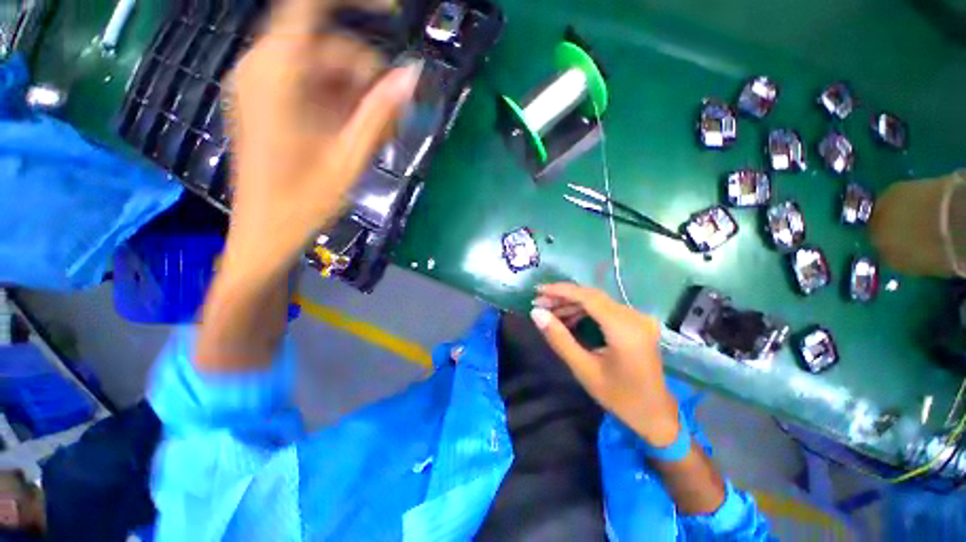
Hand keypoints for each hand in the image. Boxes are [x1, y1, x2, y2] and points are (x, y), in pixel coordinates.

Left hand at [195, 0, 418, 371]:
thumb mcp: (350, 157)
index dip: (355, 1)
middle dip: (365, 74)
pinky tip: (353, 130)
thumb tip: (413, 76)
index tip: (393, 13)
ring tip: (377, 132)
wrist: (265, 231)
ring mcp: (260, 85)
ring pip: (319, 67)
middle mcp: (261, 68)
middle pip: (325, 46)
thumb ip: (381, 113)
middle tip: (394, 116)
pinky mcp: (264, 102)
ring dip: (354, 93)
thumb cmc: (305, 201)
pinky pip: (307, 84)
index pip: (311, 7)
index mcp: (276, 74)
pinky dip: (336, 101)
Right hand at [530, 283, 679, 446]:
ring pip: (598, 301)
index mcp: (624, 329)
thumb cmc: (619, 397)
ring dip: (572, 303)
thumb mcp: (584, 369)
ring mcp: (638, 318)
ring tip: (550, 312)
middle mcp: (635, 317)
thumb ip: (559, 339)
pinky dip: (585, 310)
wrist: (655, 414)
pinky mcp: (637, 322)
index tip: (538, 290)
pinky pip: (605, 309)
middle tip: (539, 303)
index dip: (561, 291)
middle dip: (563, 297)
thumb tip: (536, 314)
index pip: (588, 297)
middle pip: (593, 296)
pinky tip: (569, 318)